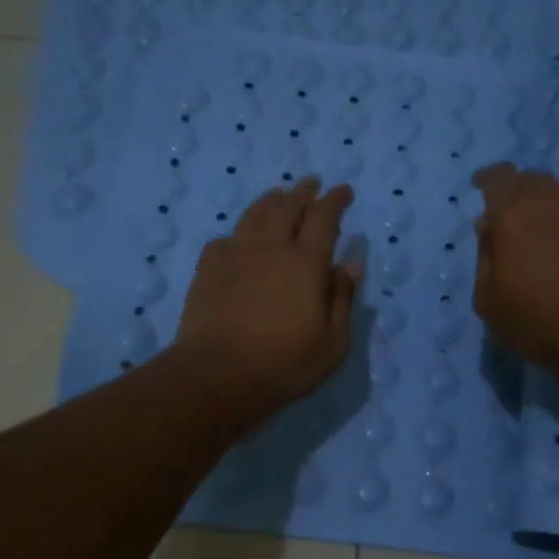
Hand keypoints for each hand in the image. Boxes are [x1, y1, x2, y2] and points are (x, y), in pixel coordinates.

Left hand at [173, 177, 360, 426]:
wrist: (217, 375)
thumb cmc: (284, 364)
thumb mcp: (332, 343)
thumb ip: (342, 299)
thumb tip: (350, 263)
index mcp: (306, 263)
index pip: (324, 218)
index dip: (335, 200)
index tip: (343, 191)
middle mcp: (271, 248)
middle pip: (287, 207)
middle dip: (303, 191)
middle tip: (312, 183)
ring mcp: (235, 255)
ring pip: (254, 215)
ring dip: (271, 200)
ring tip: (279, 195)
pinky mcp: (208, 269)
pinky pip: (224, 239)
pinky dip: (238, 233)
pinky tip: (239, 239)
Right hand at [472, 163, 558, 384]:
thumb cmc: (541, 320)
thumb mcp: (489, 302)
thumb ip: (484, 258)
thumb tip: (489, 229)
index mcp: (514, 212)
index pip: (497, 178)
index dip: (488, 181)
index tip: (482, 189)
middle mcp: (554, 197)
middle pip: (531, 182)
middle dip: (518, 197)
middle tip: (514, 226)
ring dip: (550, 212)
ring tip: (548, 242)